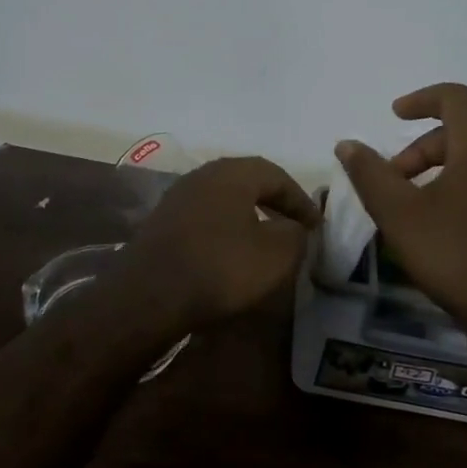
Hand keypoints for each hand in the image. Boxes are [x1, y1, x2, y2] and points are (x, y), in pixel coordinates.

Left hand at [118, 157, 319, 328]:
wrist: (150, 294)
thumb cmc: (220, 268)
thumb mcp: (275, 255)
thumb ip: (295, 234)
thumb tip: (294, 227)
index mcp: (232, 173)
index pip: (276, 174)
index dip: (300, 199)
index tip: (317, 224)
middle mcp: (203, 174)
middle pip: (247, 180)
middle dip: (274, 200)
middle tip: (294, 224)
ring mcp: (178, 196)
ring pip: (224, 197)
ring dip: (248, 213)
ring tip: (265, 237)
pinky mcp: (162, 221)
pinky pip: (205, 215)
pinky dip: (225, 227)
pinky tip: (230, 250)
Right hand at [335, 84, 466, 334]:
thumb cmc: (460, 258)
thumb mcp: (400, 215)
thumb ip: (370, 174)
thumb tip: (347, 144)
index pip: (456, 97)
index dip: (422, 99)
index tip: (394, 114)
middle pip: (466, 130)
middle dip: (422, 147)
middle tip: (394, 179)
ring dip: (443, 168)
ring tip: (416, 205)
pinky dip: (466, 186)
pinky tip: (449, 227)